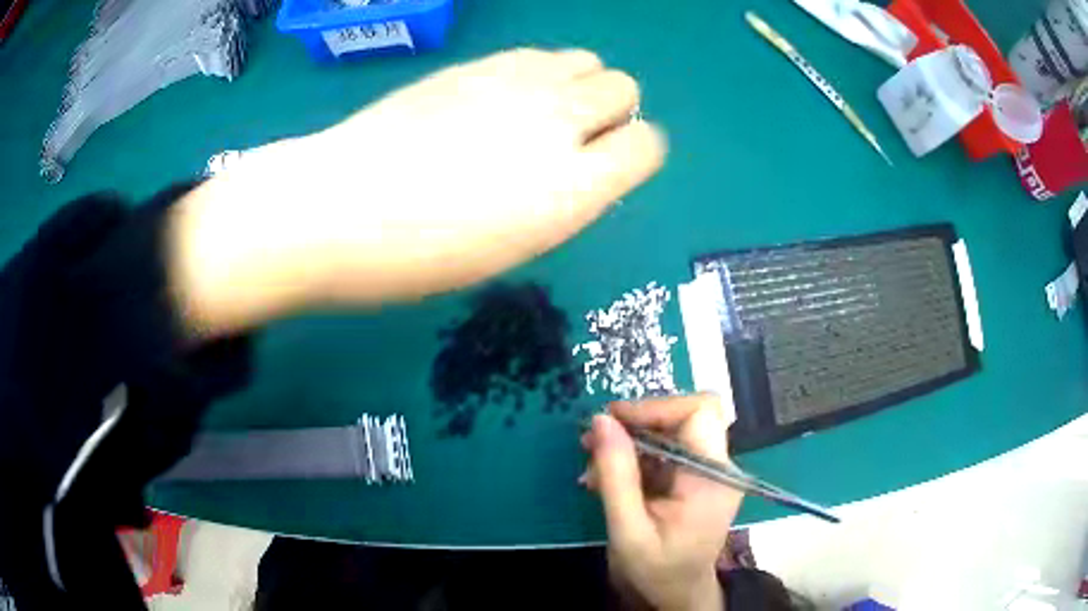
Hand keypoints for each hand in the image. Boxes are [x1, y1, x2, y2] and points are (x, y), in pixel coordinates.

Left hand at [169, 48, 665, 335]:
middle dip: (611, 111)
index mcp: (573, 188)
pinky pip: (538, 53)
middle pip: (624, 88)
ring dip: (578, 84)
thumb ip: (561, 198)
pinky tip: (503, 96)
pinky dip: (539, 72)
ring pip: (587, 60)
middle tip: (570, 138)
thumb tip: (578, 168)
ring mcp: (516, 82)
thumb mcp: (510, 248)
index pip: (647, 146)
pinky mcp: (477, 63)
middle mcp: (559, 122)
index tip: (606, 167)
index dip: (633, 153)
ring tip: (539, 112)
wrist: (337, 207)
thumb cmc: (419, 256)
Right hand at [582, 394, 741, 610]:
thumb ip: (616, 475)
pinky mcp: (695, 477)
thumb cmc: (657, 570)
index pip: (699, 412)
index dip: (655, 407)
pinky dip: (633, 459)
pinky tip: (607, 480)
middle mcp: (718, 467)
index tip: (611, 420)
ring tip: (593, 470)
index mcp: (713, 478)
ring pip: (670, 431)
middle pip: (683, 416)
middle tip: (593, 442)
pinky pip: (664, 451)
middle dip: (636, 424)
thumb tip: (600, 420)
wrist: (677, 594)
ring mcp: (708, 471)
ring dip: (629, 443)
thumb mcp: (628, 529)